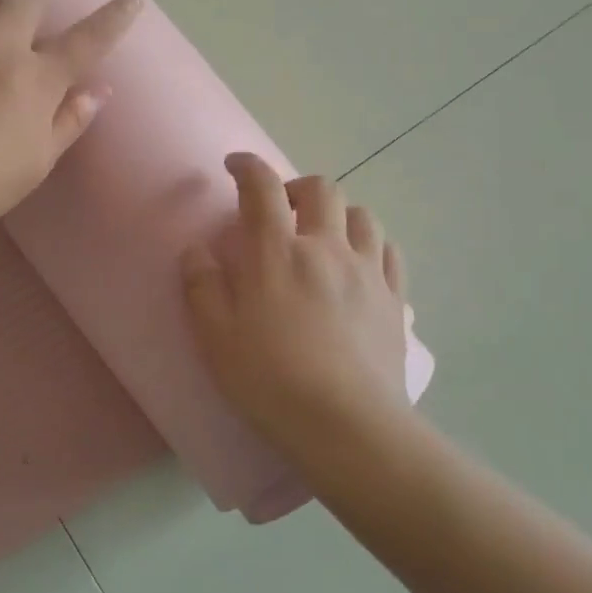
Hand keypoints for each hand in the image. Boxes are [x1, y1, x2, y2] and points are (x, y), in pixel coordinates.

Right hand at [182, 153, 409, 456]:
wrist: (347, 427)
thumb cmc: (271, 381)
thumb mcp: (215, 338)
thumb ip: (202, 286)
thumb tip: (198, 250)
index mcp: (278, 253)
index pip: (262, 188)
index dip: (247, 166)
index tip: (236, 165)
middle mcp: (326, 248)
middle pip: (322, 189)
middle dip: (297, 186)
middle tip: (282, 208)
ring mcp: (367, 271)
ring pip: (362, 215)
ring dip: (339, 213)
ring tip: (324, 235)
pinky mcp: (394, 299)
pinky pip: (390, 252)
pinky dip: (372, 244)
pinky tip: (361, 263)